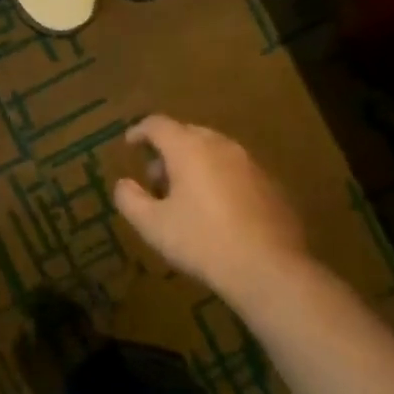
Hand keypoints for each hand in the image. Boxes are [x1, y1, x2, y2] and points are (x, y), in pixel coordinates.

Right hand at [112, 115, 313, 309]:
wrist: (269, 268)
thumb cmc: (203, 242)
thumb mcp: (153, 226)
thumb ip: (130, 200)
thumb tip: (123, 184)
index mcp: (189, 148)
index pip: (158, 124)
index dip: (139, 131)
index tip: (129, 143)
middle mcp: (221, 145)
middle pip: (188, 133)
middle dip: (167, 149)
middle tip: (156, 176)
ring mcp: (250, 163)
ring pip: (214, 150)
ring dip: (195, 163)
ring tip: (185, 195)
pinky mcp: (271, 183)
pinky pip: (235, 169)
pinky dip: (219, 177)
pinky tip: (218, 209)